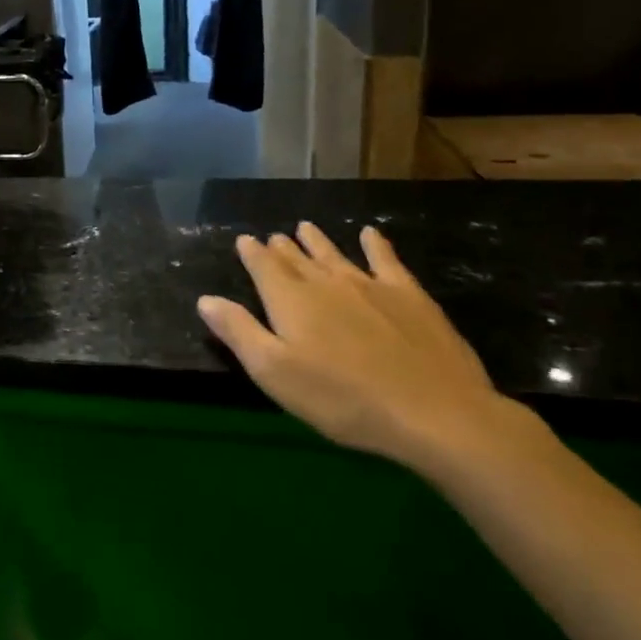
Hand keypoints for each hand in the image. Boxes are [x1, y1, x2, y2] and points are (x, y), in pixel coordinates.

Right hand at [198, 222, 529, 474]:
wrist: (434, 412)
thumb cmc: (342, 398)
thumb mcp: (274, 372)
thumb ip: (239, 332)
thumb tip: (206, 299)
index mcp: (290, 300)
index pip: (264, 267)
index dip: (252, 253)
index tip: (244, 240)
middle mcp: (326, 283)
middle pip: (297, 259)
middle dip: (282, 248)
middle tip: (272, 237)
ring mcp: (371, 286)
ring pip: (335, 255)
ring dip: (318, 241)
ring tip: (306, 227)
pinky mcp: (410, 297)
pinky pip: (386, 260)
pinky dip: (375, 245)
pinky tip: (371, 234)